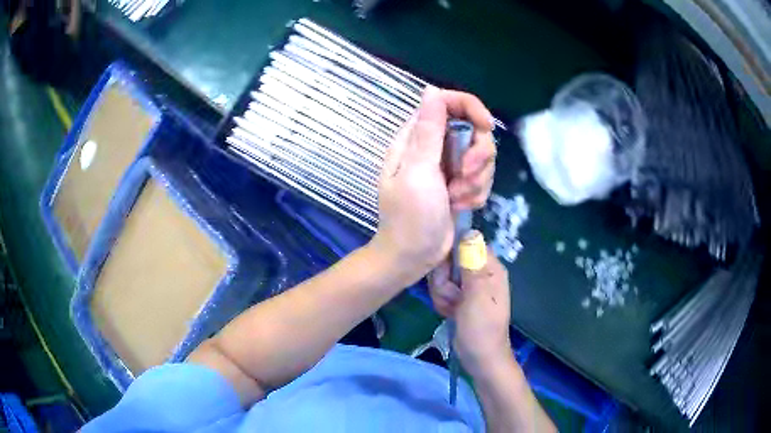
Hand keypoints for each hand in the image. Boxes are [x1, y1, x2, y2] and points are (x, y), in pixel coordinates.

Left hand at [370, 87, 495, 281]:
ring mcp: (448, 166)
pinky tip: (461, 207)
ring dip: (476, 180)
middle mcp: (434, 146)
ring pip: (482, 156)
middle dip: (477, 155)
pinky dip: (476, 193)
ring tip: (457, 199)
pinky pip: (482, 177)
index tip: (486, 127)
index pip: (449, 103)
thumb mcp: (418, 172)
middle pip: (473, 130)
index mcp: (417, 137)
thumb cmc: (410, 217)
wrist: (412, 257)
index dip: (472, 109)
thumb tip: (431, 91)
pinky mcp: (459, 183)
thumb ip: (428, 131)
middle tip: (464, 177)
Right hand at [429, 249, 511, 377]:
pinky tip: (449, 313)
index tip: (447, 272)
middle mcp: (480, 271)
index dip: (451, 255)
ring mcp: (468, 285)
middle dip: (444, 280)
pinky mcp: (459, 296)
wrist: (480, 358)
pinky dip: (442, 302)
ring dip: (442, 294)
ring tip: (452, 308)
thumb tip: (470, 231)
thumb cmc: (482, 328)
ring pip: (442, 276)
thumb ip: (472, 265)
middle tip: (452, 297)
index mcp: (490, 267)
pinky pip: (441, 289)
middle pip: (450, 260)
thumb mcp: (477, 296)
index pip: (465, 243)